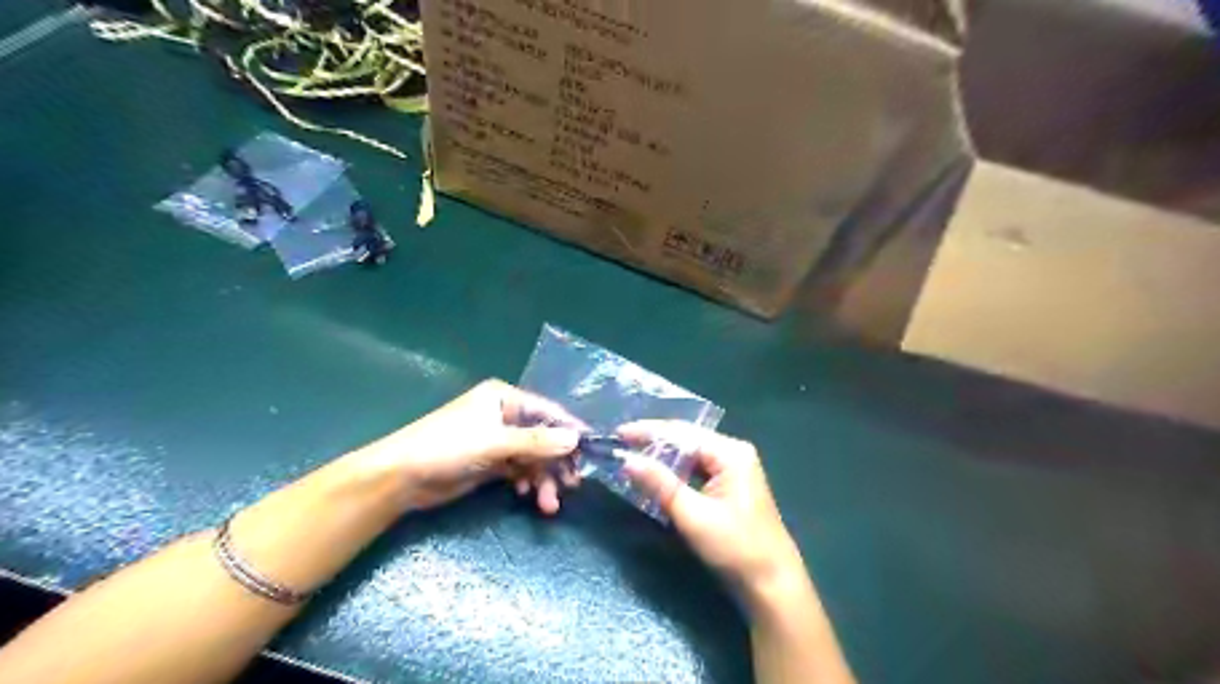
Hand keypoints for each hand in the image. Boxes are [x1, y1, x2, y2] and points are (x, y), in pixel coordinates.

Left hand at [351, 381, 582, 512]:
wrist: (400, 478)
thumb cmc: (447, 447)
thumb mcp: (495, 443)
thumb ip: (537, 441)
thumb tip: (576, 439)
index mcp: (504, 398)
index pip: (547, 411)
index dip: (569, 430)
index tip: (591, 450)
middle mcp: (504, 416)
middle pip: (543, 437)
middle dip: (556, 462)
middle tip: (572, 486)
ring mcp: (497, 440)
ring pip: (532, 458)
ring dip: (543, 479)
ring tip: (548, 504)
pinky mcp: (490, 463)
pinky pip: (519, 471)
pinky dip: (527, 482)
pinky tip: (527, 496)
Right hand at [622, 419, 807, 601]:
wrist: (771, 584)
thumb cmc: (735, 548)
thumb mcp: (693, 516)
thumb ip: (660, 484)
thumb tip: (626, 460)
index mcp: (730, 452)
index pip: (682, 433)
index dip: (648, 431)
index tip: (618, 433)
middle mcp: (733, 453)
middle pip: (686, 440)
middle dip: (653, 441)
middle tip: (620, 443)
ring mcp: (733, 469)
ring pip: (690, 455)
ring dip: (662, 457)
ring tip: (631, 455)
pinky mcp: (729, 486)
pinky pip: (696, 470)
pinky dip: (674, 472)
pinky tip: (655, 475)